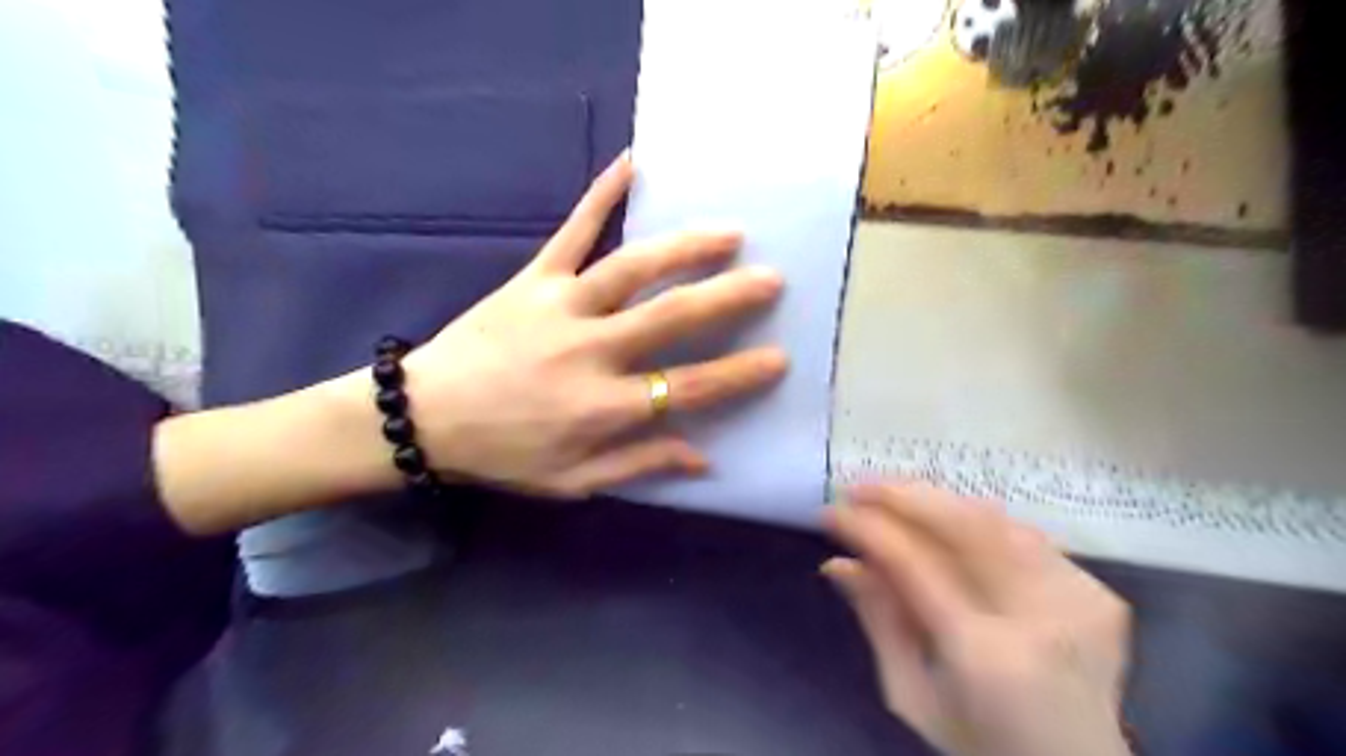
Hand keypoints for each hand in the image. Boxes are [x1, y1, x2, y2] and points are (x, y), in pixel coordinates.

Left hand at [396, 149, 790, 495]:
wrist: (423, 417)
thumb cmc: (503, 455)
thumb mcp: (572, 482)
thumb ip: (639, 465)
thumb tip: (703, 455)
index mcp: (602, 406)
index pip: (686, 388)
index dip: (737, 374)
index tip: (778, 357)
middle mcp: (590, 350)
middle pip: (670, 318)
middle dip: (726, 297)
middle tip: (771, 278)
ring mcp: (561, 306)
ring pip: (633, 269)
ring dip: (684, 247)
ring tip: (728, 231)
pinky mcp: (532, 278)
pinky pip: (573, 231)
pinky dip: (602, 195)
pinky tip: (632, 161)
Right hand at [826, 480, 1126, 755]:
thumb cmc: (980, 747)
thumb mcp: (911, 696)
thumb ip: (878, 620)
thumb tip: (838, 562)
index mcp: (987, 657)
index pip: (915, 563)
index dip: (868, 528)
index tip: (830, 511)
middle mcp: (1041, 618)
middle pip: (963, 524)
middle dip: (902, 495)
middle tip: (858, 487)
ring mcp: (1078, 600)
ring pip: (995, 519)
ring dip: (936, 501)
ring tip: (892, 498)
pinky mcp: (1096, 594)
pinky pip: (1023, 534)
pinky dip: (976, 520)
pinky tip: (944, 521)